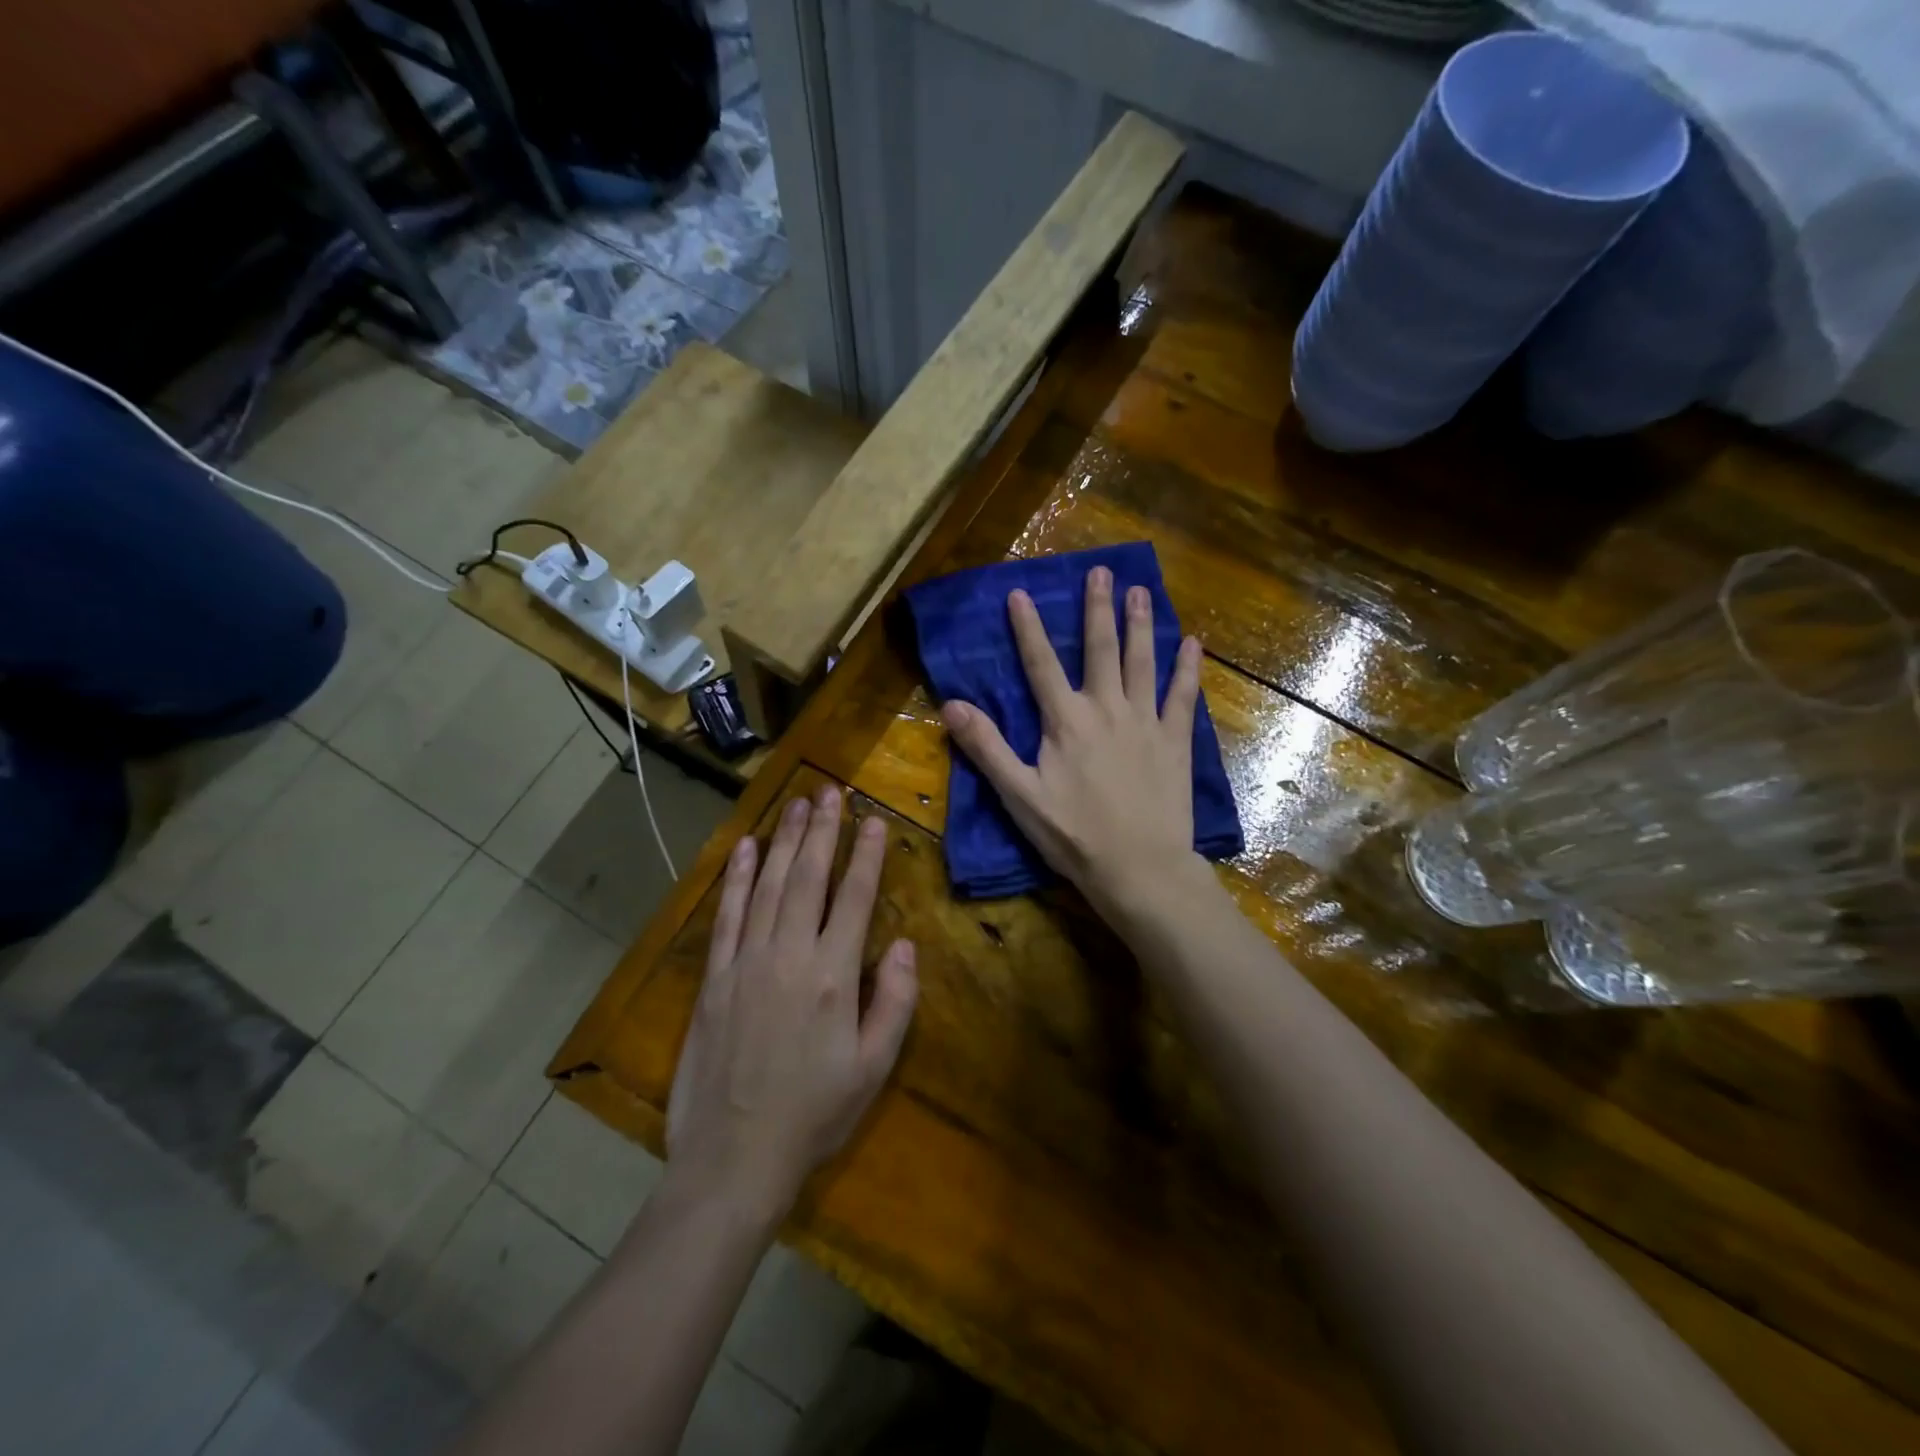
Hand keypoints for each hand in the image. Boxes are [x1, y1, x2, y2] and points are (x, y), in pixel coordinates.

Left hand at [667, 785, 917, 1221]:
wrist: (733, 1159)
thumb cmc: (813, 1115)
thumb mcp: (872, 1069)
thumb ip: (894, 1002)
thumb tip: (902, 944)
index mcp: (833, 977)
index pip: (854, 898)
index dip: (866, 855)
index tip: (873, 820)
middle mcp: (789, 956)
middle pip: (808, 878)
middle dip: (822, 830)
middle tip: (829, 790)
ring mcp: (746, 962)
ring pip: (768, 886)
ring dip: (785, 841)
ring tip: (797, 804)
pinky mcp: (714, 978)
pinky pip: (727, 915)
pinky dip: (735, 878)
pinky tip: (745, 849)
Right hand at [940, 567, 1205, 915]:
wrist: (1139, 867)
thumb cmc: (1074, 835)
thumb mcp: (1019, 795)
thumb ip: (987, 748)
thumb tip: (950, 705)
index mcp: (1066, 721)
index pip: (1040, 664)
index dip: (1028, 628)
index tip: (1020, 592)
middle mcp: (1106, 709)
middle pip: (1100, 649)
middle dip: (1097, 608)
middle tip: (1102, 572)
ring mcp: (1145, 722)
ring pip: (1142, 662)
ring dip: (1139, 625)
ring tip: (1141, 591)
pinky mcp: (1174, 741)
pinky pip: (1182, 696)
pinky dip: (1186, 669)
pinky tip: (1192, 644)